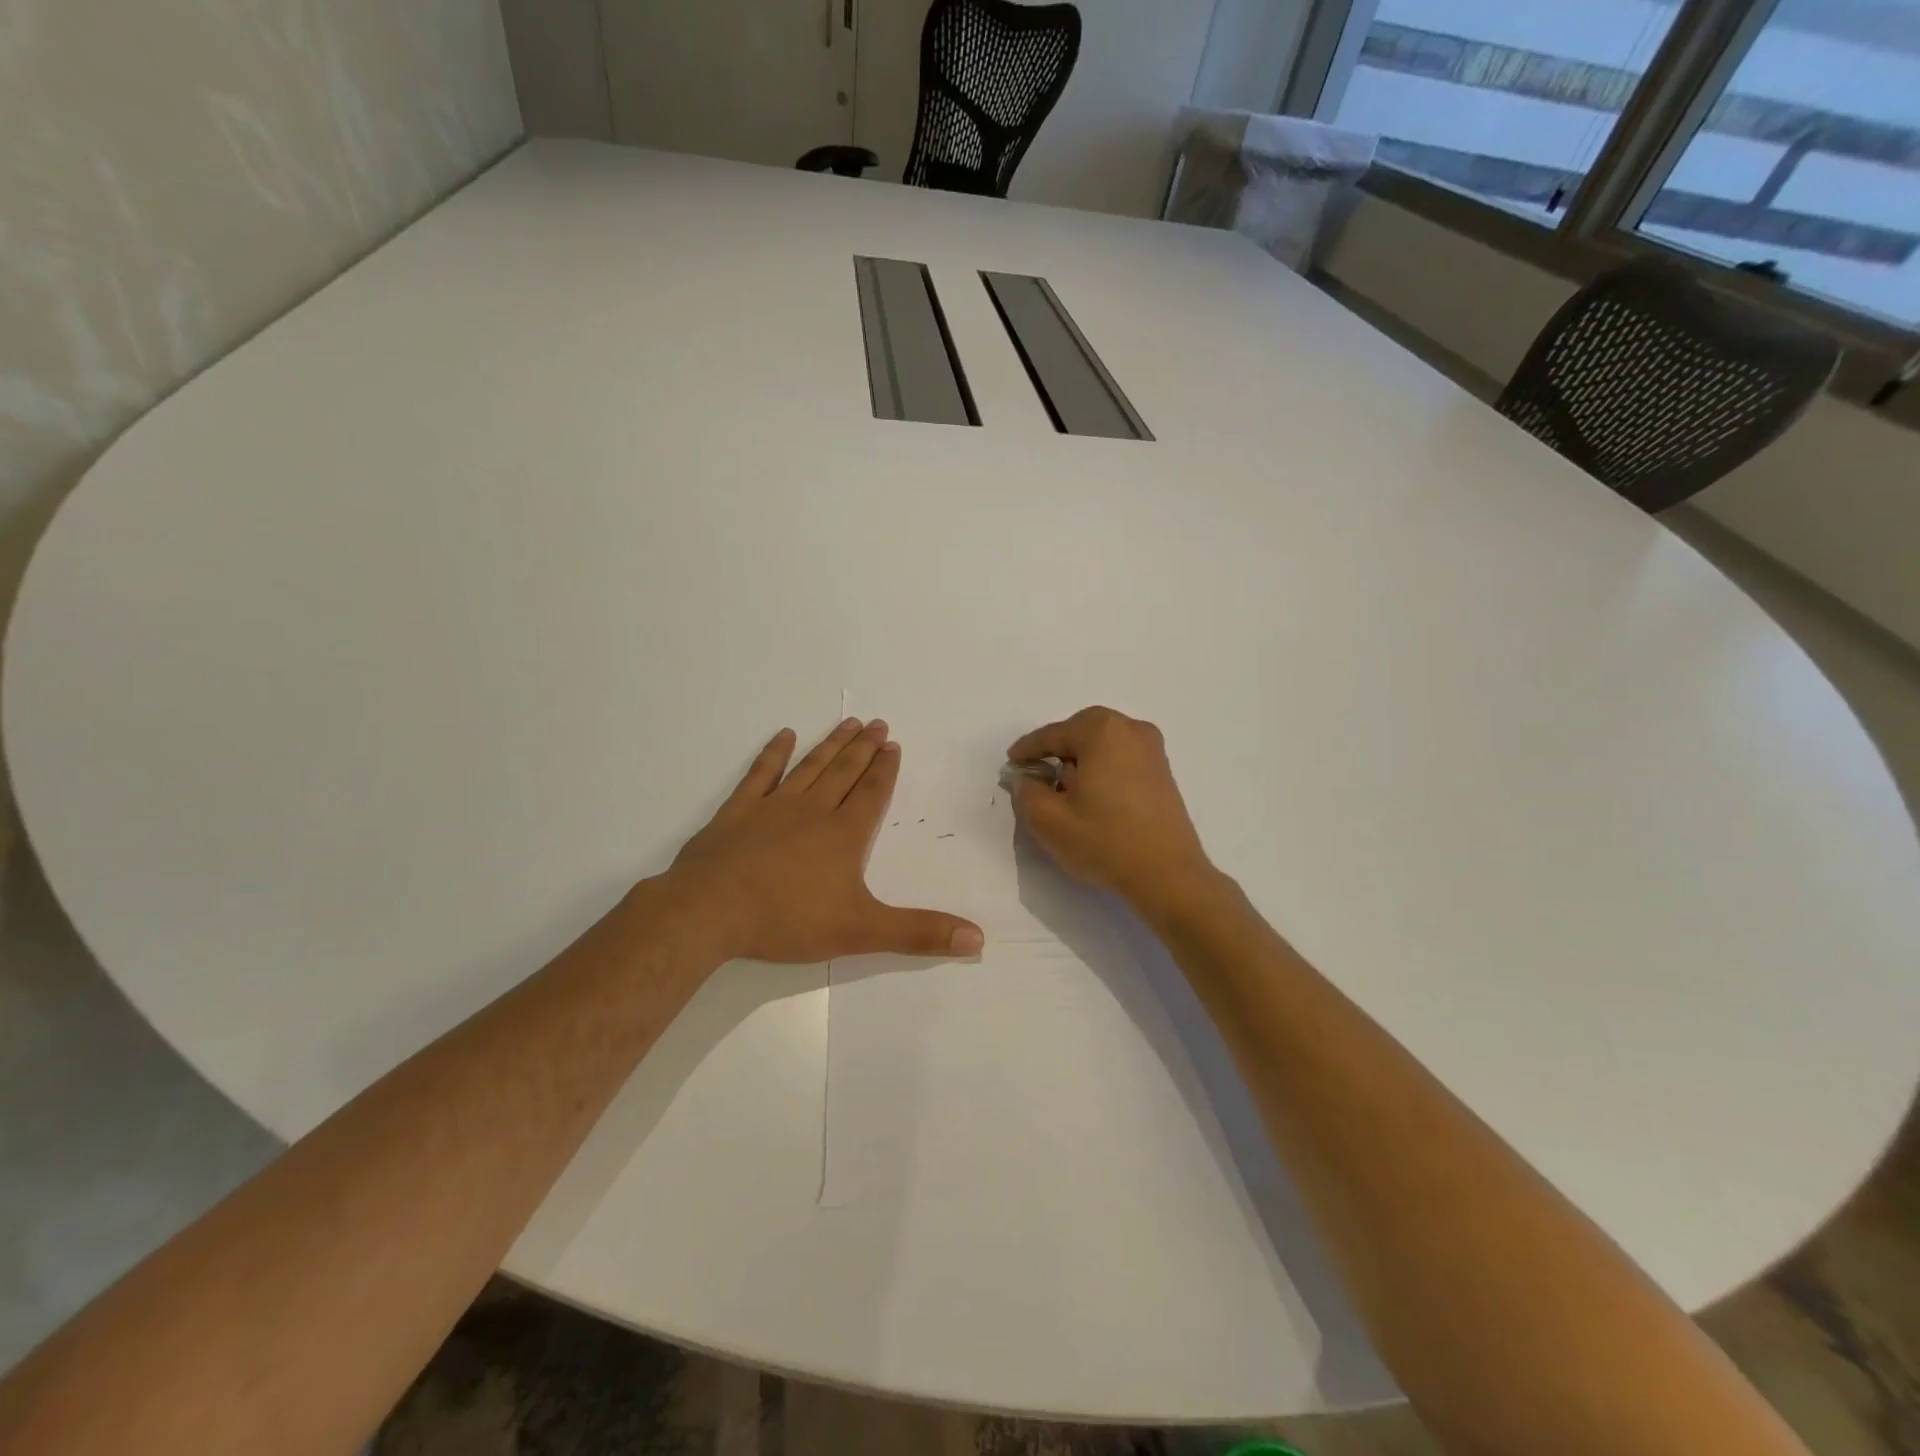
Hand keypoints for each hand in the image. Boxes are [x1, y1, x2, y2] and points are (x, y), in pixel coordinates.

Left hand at [657, 719, 984, 963]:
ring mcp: (773, 807)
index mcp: (844, 834)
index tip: (895, 746)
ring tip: (848, 723)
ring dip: (831, 745)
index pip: (872, 794)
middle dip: (864, 749)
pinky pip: (760, 774)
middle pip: (845, 772)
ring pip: (810, 767)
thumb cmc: (788, 919)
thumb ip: (919, 933)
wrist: (711, 911)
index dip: (886, 770)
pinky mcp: (738, 811)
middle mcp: (814, 810)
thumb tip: (978, 939)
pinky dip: (773, 754)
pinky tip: (783, 735)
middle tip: (878, 724)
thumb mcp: (861, 931)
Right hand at [1008, 707, 1217, 912]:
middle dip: (1056, 752)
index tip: (1010, 764)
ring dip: (1080, 762)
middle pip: (1079, 734)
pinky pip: (1120, 759)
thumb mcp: (1048, 820)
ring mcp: (1152, 749)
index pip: (1051, 735)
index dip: (1026, 750)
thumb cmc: (1104, 841)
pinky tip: (1092, 797)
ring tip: (1063, 791)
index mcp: (1101, 731)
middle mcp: (1130, 729)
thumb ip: (1025, 791)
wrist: (1168, 874)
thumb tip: (1025, 777)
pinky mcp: (1162, 771)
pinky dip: (1101, 770)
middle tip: (1036, 777)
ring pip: (1102, 746)